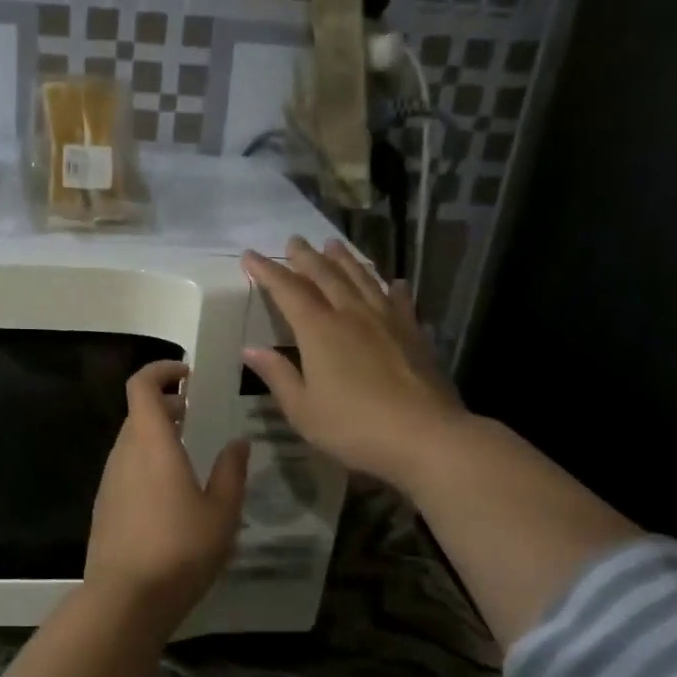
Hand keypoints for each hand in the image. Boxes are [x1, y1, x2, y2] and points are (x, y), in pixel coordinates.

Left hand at [83, 360, 250, 629]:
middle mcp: (123, 453)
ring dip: (157, 436)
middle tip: (196, 416)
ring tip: (189, 455)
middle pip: (137, 413)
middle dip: (166, 405)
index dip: (161, 370)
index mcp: (151, 443)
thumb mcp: (221, 513)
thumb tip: (237, 442)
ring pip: (131, 442)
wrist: (124, 600)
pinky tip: (171, 494)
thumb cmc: (180, 549)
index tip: (188, 374)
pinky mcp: (104, 506)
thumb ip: (231, 472)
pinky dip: (146, 463)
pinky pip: (126, 469)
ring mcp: (109, 480)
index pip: (142, 385)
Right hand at [241, 237, 467, 491]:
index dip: (267, 271)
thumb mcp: (302, 409)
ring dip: (345, 260)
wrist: (425, 436)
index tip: (251, 255)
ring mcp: (386, 320)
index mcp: (319, 330)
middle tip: (294, 240)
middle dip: (306, 257)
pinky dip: (391, 287)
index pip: (288, 291)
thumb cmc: (353, 427)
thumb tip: (250, 349)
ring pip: (362, 279)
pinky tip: (393, 282)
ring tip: (333, 245)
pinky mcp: (413, 333)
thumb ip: (277, 375)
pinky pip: (398, 300)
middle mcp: (351, 314)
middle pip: (326, 275)